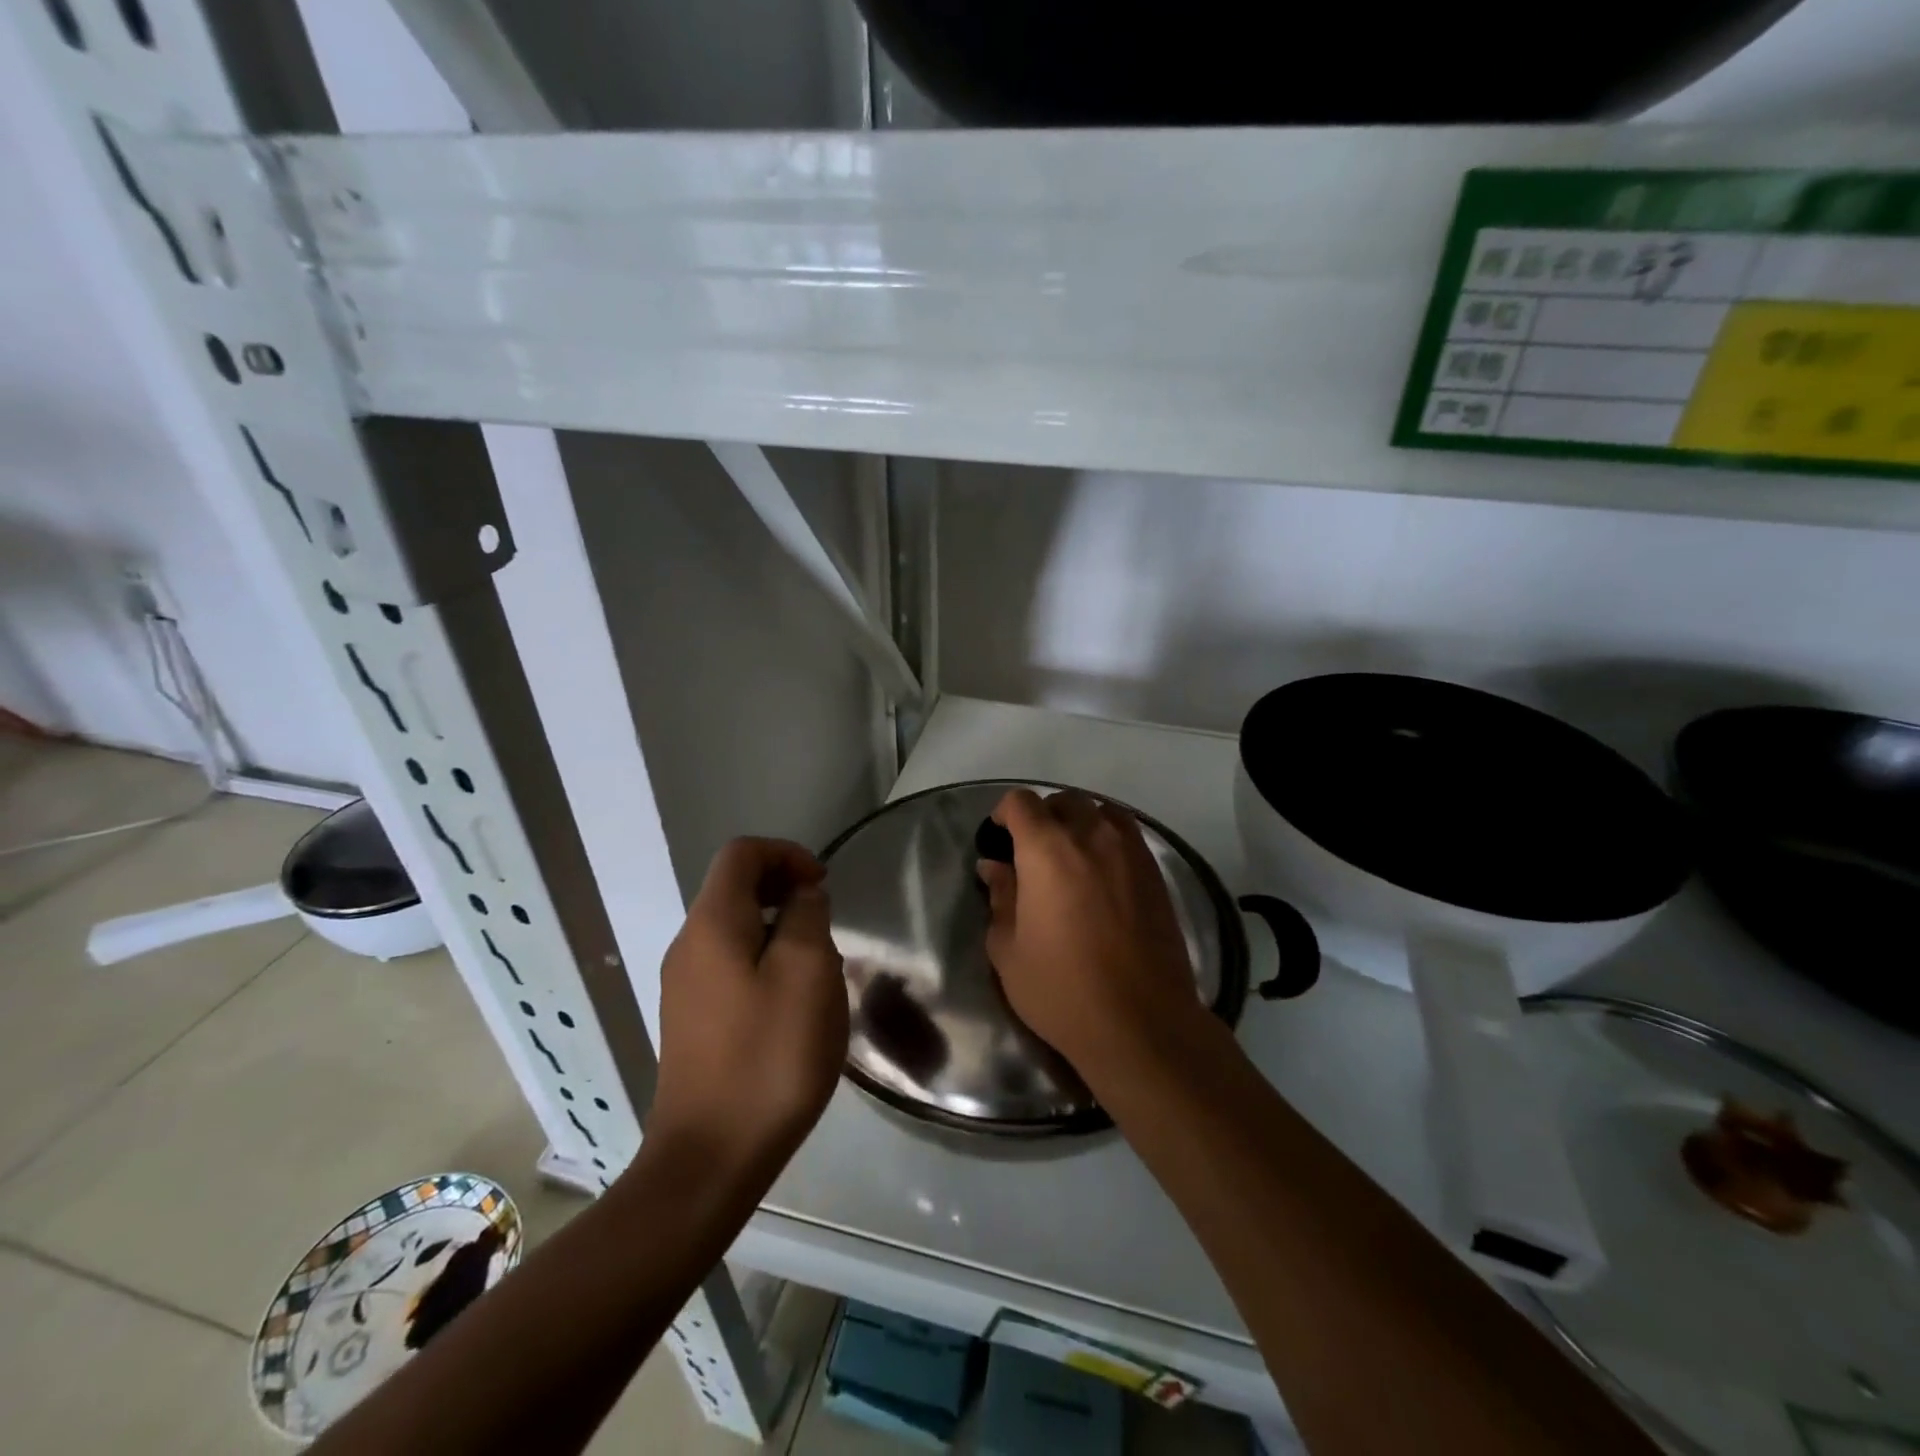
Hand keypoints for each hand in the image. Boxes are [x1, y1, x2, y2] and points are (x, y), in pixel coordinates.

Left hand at [649, 838, 847, 1178]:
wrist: (710, 1158)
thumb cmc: (769, 1057)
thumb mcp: (807, 974)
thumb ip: (807, 917)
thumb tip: (801, 896)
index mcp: (712, 924)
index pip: (742, 853)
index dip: (787, 854)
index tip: (823, 886)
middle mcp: (688, 946)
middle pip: (735, 889)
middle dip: (785, 891)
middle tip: (825, 927)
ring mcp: (683, 986)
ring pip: (735, 929)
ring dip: (779, 930)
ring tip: (816, 969)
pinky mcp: (690, 1021)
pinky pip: (729, 966)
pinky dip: (763, 962)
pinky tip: (791, 1006)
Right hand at [978, 789, 1201, 1078]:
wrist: (1141, 1021)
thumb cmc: (1062, 988)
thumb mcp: (1008, 950)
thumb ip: (1000, 898)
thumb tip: (994, 867)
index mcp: (1046, 849)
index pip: (1021, 802)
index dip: (1005, 813)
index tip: (1000, 839)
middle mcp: (1090, 835)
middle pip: (1064, 800)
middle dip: (1043, 816)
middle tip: (1033, 852)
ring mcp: (1129, 850)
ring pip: (1101, 810)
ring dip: (1081, 822)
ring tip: (1072, 856)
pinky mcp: (1155, 872)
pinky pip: (1128, 834)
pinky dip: (1109, 838)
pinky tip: (1103, 873)